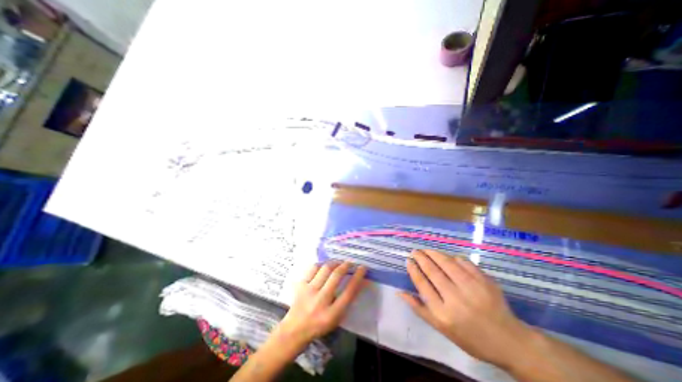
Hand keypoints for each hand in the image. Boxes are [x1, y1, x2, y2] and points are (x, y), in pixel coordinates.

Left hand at [275, 263, 364, 345]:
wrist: (294, 330)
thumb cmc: (319, 325)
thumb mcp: (336, 318)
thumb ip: (346, 300)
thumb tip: (357, 281)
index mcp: (332, 314)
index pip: (349, 291)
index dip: (358, 277)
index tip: (363, 267)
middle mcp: (320, 301)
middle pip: (336, 276)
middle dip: (346, 265)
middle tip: (350, 262)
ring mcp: (309, 291)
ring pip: (325, 269)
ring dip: (335, 263)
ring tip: (339, 263)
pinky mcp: (300, 285)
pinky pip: (313, 268)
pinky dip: (321, 264)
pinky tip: (325, 266)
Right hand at [401, 249, 532, 368]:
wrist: (510, 342)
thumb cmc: (471, 337)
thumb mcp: (442, 329)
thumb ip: (420, 309)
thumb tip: (400, 292)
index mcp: (443, 313)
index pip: (422, 284)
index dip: (413, 269)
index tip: (408, 260)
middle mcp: (456, 298)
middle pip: (433, 271)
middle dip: (421, 258)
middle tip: (415, 251)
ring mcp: (472, 288)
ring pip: (447, 263)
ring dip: (434, 253)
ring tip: (426, 250)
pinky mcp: (484, 281)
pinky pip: (464, 262)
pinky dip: (453, 257)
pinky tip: (448, 258)